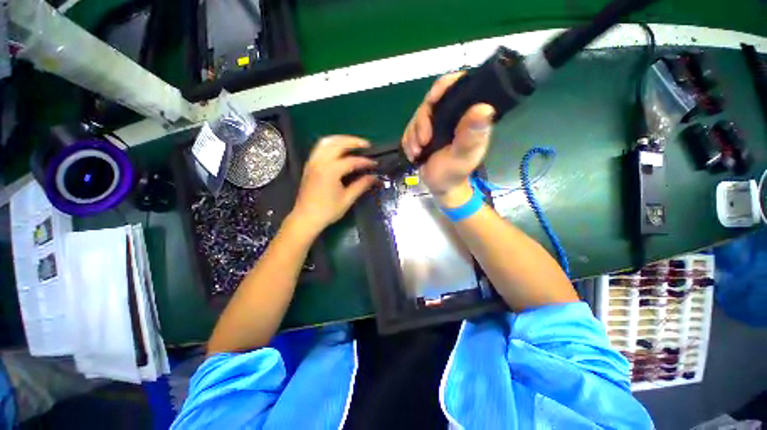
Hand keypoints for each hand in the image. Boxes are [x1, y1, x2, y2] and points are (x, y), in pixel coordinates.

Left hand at [290, 135, 376, 235]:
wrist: (306, 218)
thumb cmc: (327, 211)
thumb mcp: (347, 199)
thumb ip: (361, 185)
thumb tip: (374, 177)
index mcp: (330, 171)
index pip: (351, 161)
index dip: (365, 162)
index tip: (375, 164)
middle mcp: (320, 162)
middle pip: (338, 143)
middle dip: (353, 141)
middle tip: (367, 144)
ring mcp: (313, 162)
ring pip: (326, 142)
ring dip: (341, 139)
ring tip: (353, 143)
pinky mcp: (309, 165)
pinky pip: (320, 148)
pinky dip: (331, 144)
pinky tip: (339, 149)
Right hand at [401, 73, 494, 203]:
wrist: (440, 187)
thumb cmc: (454, 173)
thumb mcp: (463, 156)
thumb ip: (471, 135)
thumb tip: (484, 108)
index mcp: (467, 117)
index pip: (458, 86)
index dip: (444, 86)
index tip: (432, 100)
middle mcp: (451, 116)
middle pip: (431, 102)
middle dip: (422, 122)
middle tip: (423, 142)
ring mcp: (436, 124)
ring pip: (417, 116)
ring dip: (412, 135)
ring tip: (417, 152)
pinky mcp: (423, 133)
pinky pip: (409, 129)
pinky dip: (408, 141)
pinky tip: (413, 154)